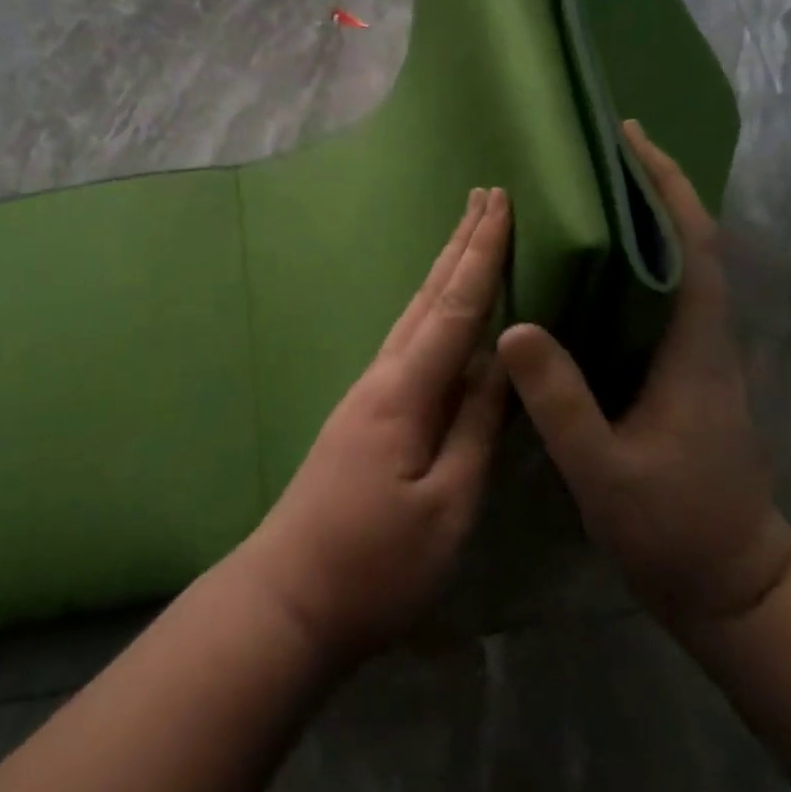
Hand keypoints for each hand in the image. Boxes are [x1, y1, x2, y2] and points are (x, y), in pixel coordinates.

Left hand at [243, 189, 511, 663]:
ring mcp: (370, 393)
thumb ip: (476, 428)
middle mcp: (383, 376)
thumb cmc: (376, 564)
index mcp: (406, 391)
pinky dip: (435, 310)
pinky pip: (409, 342)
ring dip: (446, 270)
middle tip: (486, 195)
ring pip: (416, 314)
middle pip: (430, 296)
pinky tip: (444, 312)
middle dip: (462, 244)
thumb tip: (501, 363)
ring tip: (469, 234)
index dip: (482, 254)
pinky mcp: (366, 413)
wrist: (289, 596)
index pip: (456, 307)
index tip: (501, 204)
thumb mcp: (447, 505)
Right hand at [497, 123, 790, 629]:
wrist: (732, 584)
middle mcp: (703, 337)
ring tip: (586, 193)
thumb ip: (561, 402)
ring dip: (644, 221)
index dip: (666, 186)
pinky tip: (589, 268)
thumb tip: (515, 325)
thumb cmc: (674, 527)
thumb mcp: (604, 470)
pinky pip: (660, 299)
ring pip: (676, 267)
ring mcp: (698, 355)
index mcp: (694, 346)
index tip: (632, 138)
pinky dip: (634, 264)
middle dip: (652, 188)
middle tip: (597, 152)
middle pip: (688, 241)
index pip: (692, 244)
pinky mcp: (684, 373)